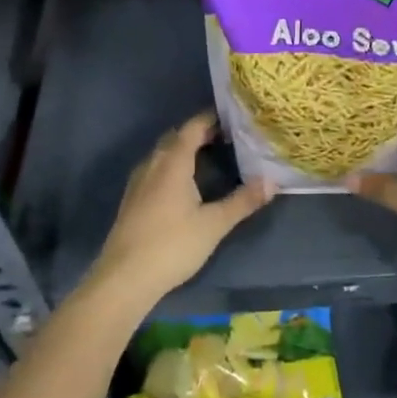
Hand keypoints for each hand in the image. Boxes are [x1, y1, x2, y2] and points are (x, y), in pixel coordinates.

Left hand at [92, 113, 271, 303]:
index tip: (232, 118)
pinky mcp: (131, 200)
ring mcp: (138, 183)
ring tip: (207, 156)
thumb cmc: (172, 245)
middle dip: (198, 132)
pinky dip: (171, 166)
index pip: (192, 128)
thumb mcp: (214, 224)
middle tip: (225, 136)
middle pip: (175, 138)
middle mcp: (153, 165)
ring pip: (162, 154)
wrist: (123, 279)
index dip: (210, 118)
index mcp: (173, 163)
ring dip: (182, 149)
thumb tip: (273, 181)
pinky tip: (182, 184)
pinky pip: (154, 169)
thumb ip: (243, 201)